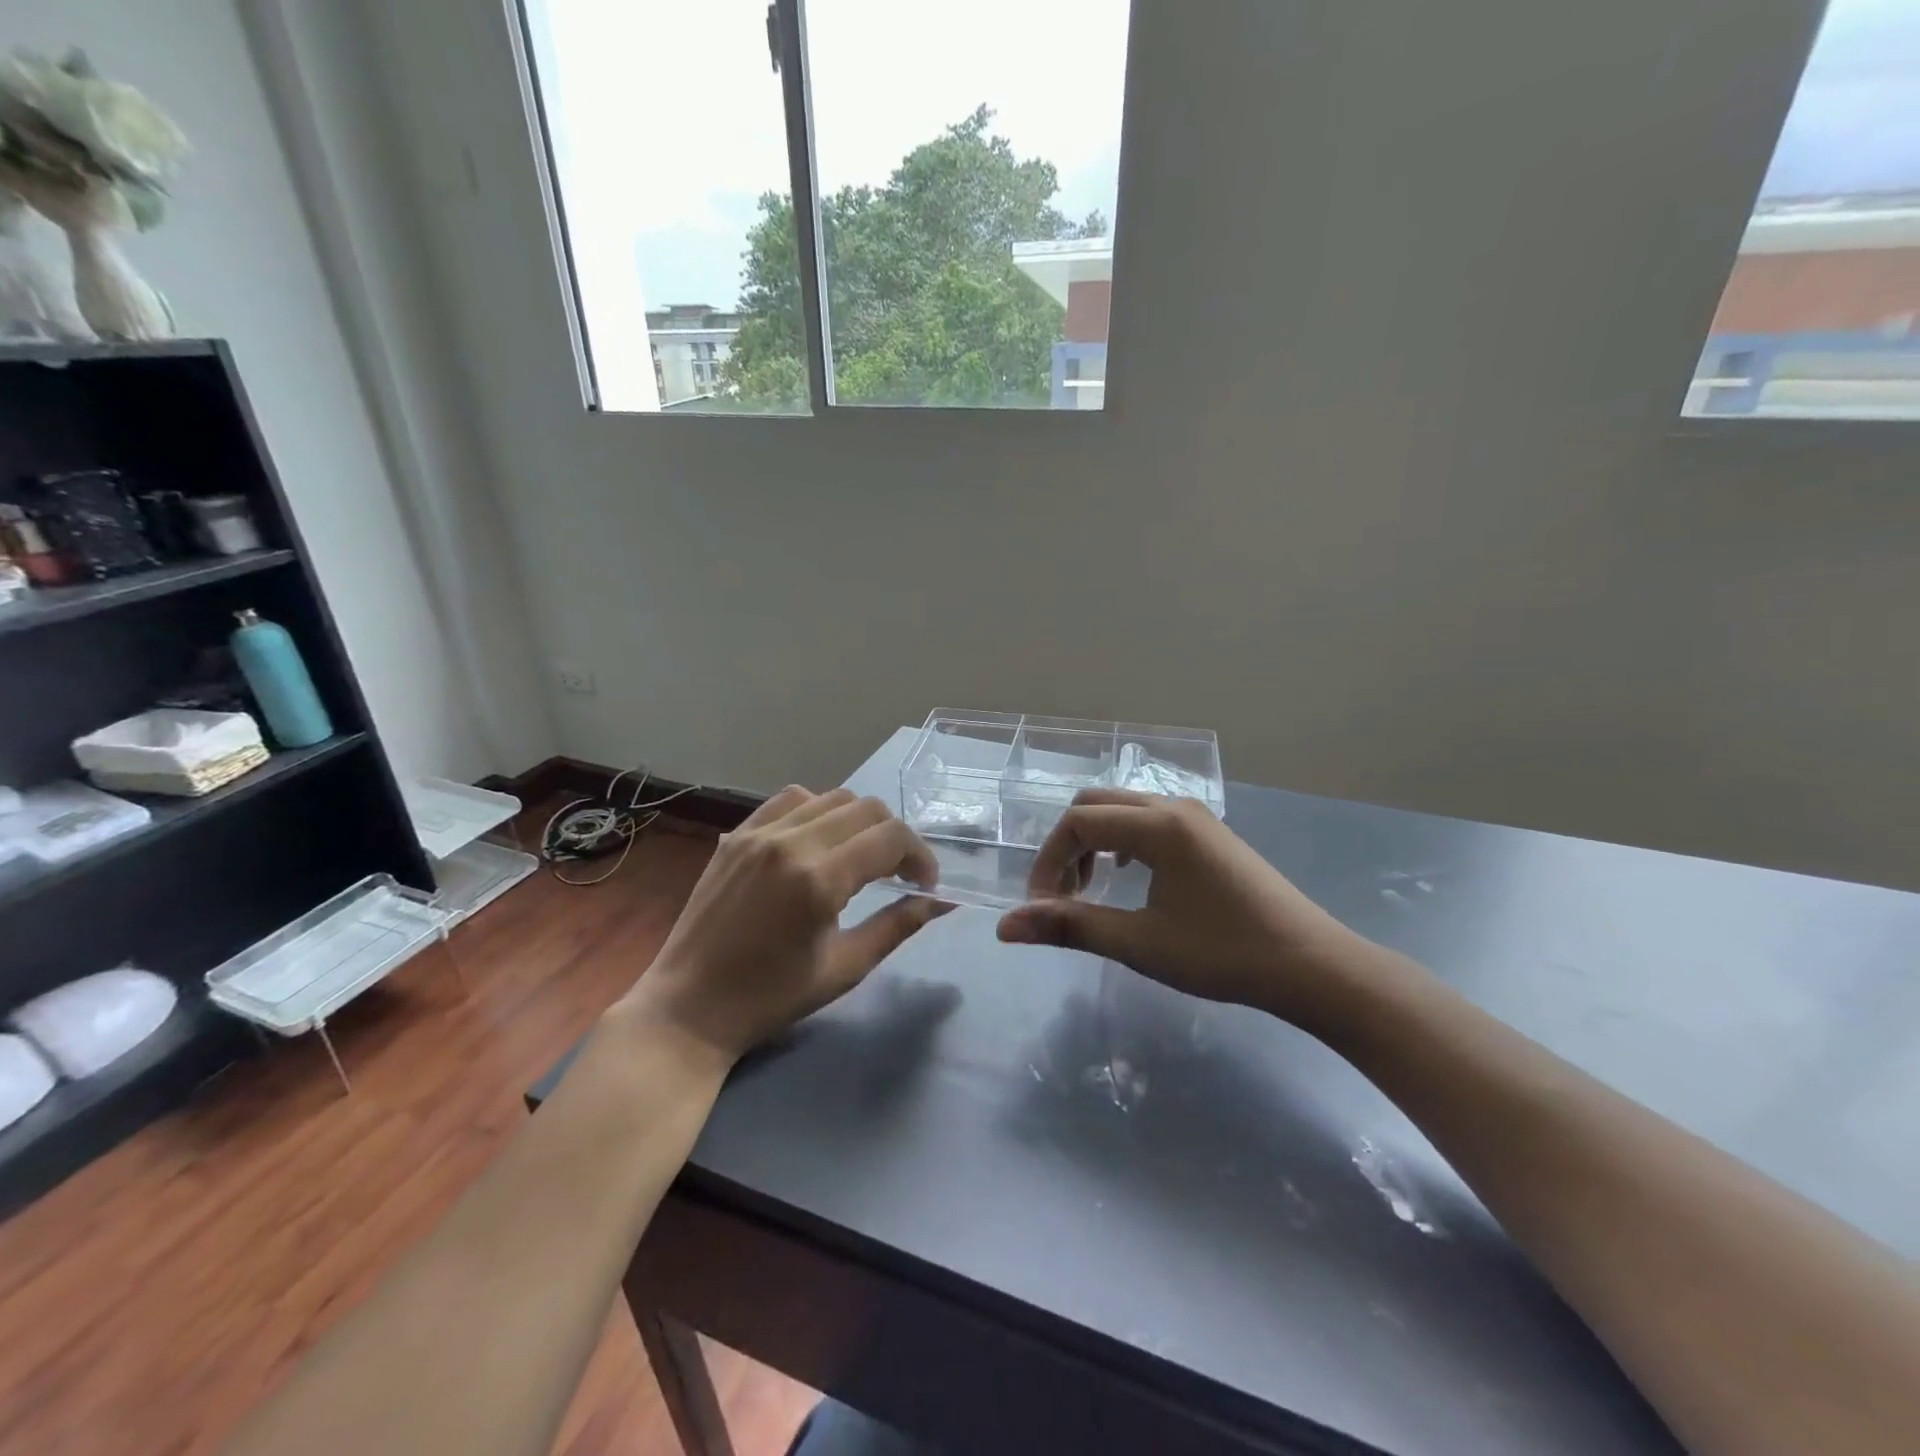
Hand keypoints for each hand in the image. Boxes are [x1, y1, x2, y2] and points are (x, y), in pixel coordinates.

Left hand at [620, 787, 948, 1063]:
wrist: (689, 1007)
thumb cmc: (771, 997)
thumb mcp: (845, 967)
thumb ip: (897, 925)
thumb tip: (942, 902)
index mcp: (819, 879)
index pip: (891, 838)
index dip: (920, 857)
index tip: (925, 885)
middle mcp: (790, 842)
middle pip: (867, 809)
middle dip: (895, 837)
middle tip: (899, 873)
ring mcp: (759, 833)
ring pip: (831, 797)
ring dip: (859, 821)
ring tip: (859, 855)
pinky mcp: (737, 835)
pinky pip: (789, 800)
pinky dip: (817, 811)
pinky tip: (817, 842)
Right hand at [996, 789, 1365, 1027]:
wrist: (1312, 966)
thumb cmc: (1223, 954)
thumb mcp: (1139, 943)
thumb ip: (1070, 926)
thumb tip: (1005, 926)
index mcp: (1157, 825)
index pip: (1077, 823)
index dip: (1048, 862)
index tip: (1042, 909)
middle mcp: (1173, 807)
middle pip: (1095, 806)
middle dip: (1066, 848)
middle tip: (1062, 898)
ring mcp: (1196, 817)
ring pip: (1122, 811)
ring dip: (1093, 844)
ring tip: (1089, 892)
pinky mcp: (1209, 833)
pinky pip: (1147, 821)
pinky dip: (1121, 843)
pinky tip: (1129, 879)